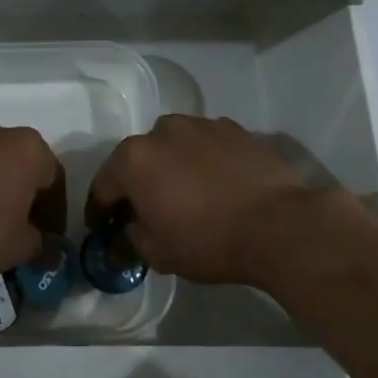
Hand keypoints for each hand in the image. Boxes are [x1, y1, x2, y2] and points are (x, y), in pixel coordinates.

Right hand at [88, 115, 319, 284]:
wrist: (278, 225)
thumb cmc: (208, 241)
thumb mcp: (159, 253)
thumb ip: (133, 237)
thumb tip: (130, 229)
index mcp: (133, 160)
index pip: (103, 186)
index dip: (99, 210)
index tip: (100, 227)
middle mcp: (162, 132)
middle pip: (138, 159)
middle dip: (137, 183)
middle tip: (144, 210)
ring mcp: (201, 125)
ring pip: (173, 146)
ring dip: (170, 166)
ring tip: (184, 192)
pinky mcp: (234, 129)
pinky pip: (205, 145)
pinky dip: (202, 160)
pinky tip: (215, 183)